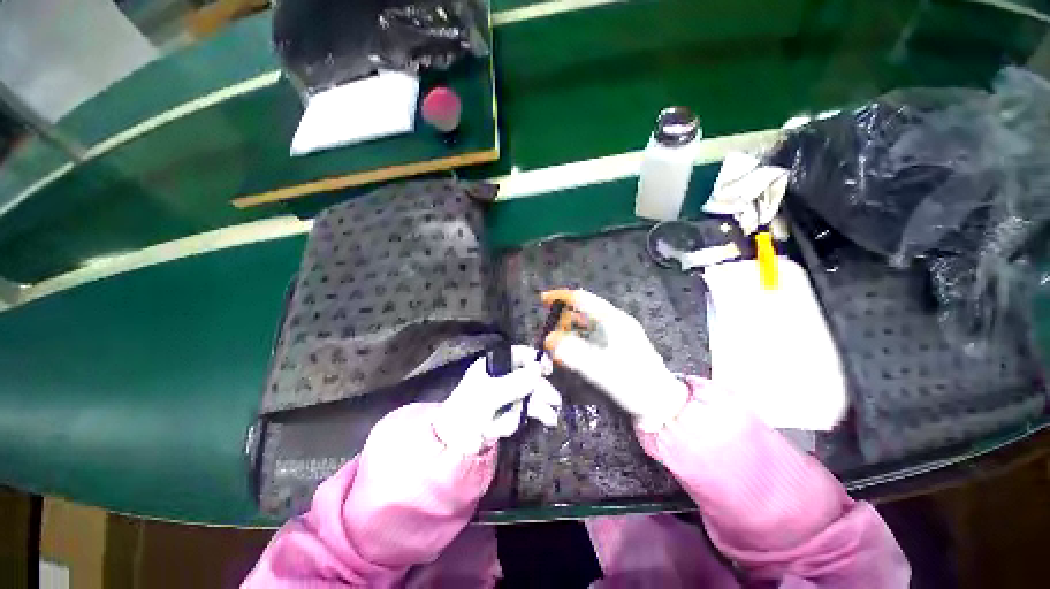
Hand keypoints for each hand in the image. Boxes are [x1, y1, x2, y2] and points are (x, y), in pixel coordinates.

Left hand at [433, 345, 561, 454]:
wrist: (452, 445)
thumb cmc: (467, 413)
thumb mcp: (489, 396)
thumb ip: (514, 383)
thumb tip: (538, 369)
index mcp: (492, 365)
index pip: (518, 354)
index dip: (534, 359)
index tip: (548, 370)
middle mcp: (500, 376)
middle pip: (527, 376)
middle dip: (540, 390)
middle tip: (555, 401)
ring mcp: (504, 394)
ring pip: (527, 395)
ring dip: (538, 407)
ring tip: (551, 419)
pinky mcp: (506, 411)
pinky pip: (522, 410)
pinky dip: (526, 417)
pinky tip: (525, 426)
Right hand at [542, 289, 689, 431]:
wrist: (661, 403)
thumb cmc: (634, 383)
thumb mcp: (601, 369)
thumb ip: (573, 353)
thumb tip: (549, 339)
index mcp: (613, 320)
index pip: (583, 299)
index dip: (561, 297)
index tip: (543, 300)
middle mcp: (615, 322)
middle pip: (583, 311)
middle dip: (563, 318)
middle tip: (549, 333)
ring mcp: (617, 333)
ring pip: (586, 324)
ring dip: (569, 330)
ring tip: (556, 343)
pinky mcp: (617, 345)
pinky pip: (592, 336)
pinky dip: (578, 340)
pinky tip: (570, 352)